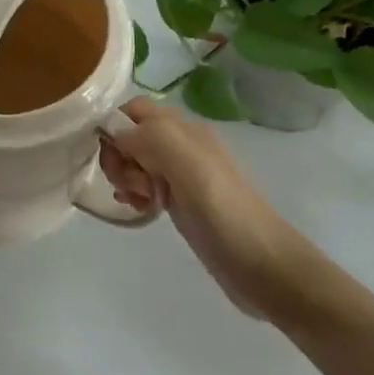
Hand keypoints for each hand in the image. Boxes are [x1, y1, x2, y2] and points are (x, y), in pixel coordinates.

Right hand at [100, 98, 323, 319]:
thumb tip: (114, 131)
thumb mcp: (188, 165)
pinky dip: (134, 193)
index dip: (115, 125)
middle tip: (129, 183)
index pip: (135, 109)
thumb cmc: (224, 212)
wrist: (262, 265)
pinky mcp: (180, 201)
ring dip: (125, 176)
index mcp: (184, 130)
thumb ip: (150, 137)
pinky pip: (144, 185)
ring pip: (135, 161)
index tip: (111, 155)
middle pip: (131, 135)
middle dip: (119, 155)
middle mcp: (181, 145)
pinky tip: (140, 209)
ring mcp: (181, 175)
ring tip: (138, 199)